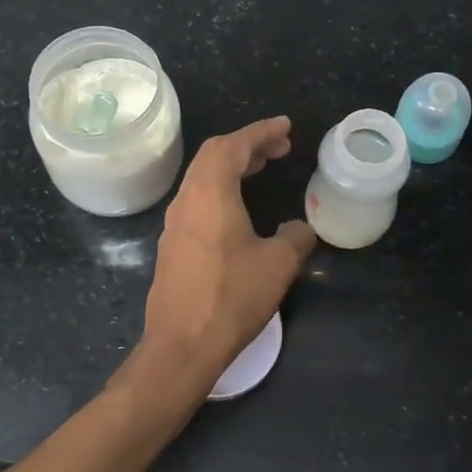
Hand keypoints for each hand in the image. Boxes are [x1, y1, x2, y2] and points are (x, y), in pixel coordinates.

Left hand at [142, 116, 316, 379]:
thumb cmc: (232, 297)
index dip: (262, 131)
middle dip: (247, 145)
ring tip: (260, 170)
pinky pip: (196, 200)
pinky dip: (219, 190)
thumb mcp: (278, 264)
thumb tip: (300, 228)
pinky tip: (237, 209)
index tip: (286, 126)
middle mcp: (187, 199)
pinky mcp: (172, 245)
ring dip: (231, 167)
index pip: (234, 145)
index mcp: (210, 193)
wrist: (182, 344)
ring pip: (202, 178)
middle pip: (213, 155)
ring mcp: (174, 223)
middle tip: (278, 149)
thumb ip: (296, 237)